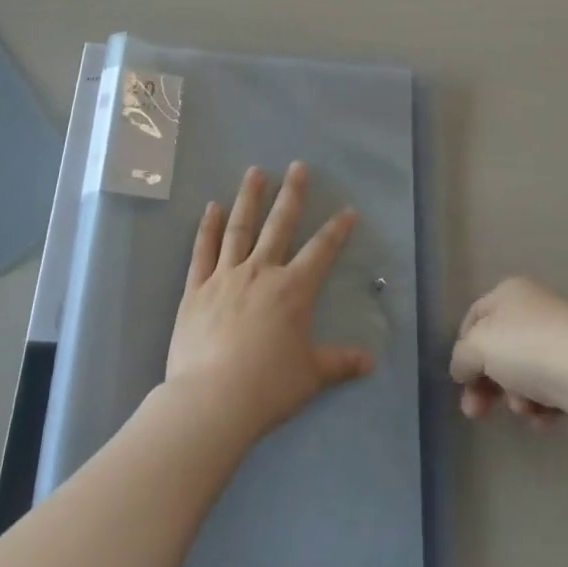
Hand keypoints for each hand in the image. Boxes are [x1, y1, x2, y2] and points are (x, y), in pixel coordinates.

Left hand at [166, 162, 373, 442]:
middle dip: (291, 194)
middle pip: (279, 225)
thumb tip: (370, 362)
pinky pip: (203, 251)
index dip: (337, 230)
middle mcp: (260, 272)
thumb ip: (340, 363)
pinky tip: (212, 207)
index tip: (347, 210)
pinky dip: (207, 228)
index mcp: (293, 290)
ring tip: (255, 172)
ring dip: (248, 198)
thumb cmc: (268, 387)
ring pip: (239, 228)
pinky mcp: (197, 289)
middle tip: (297, 166)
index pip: (321, 251)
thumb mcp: (311, 376)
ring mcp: (225, 277)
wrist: (212, 400)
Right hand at [450, 276, 567, 426]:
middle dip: (486, 384)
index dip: (462, 349)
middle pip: (499, 349)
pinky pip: (551, 387)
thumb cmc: (527, 348)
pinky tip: (544, 419)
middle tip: (477, 413)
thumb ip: (461, 356)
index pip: (474, 318)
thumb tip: (462, 368)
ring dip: (516, 396)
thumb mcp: (478, 347)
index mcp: (509, 292)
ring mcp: (561, 336)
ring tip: (524, 411)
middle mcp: (535, 307)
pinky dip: (543, 405)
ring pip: (524, 371)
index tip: (460, 382)